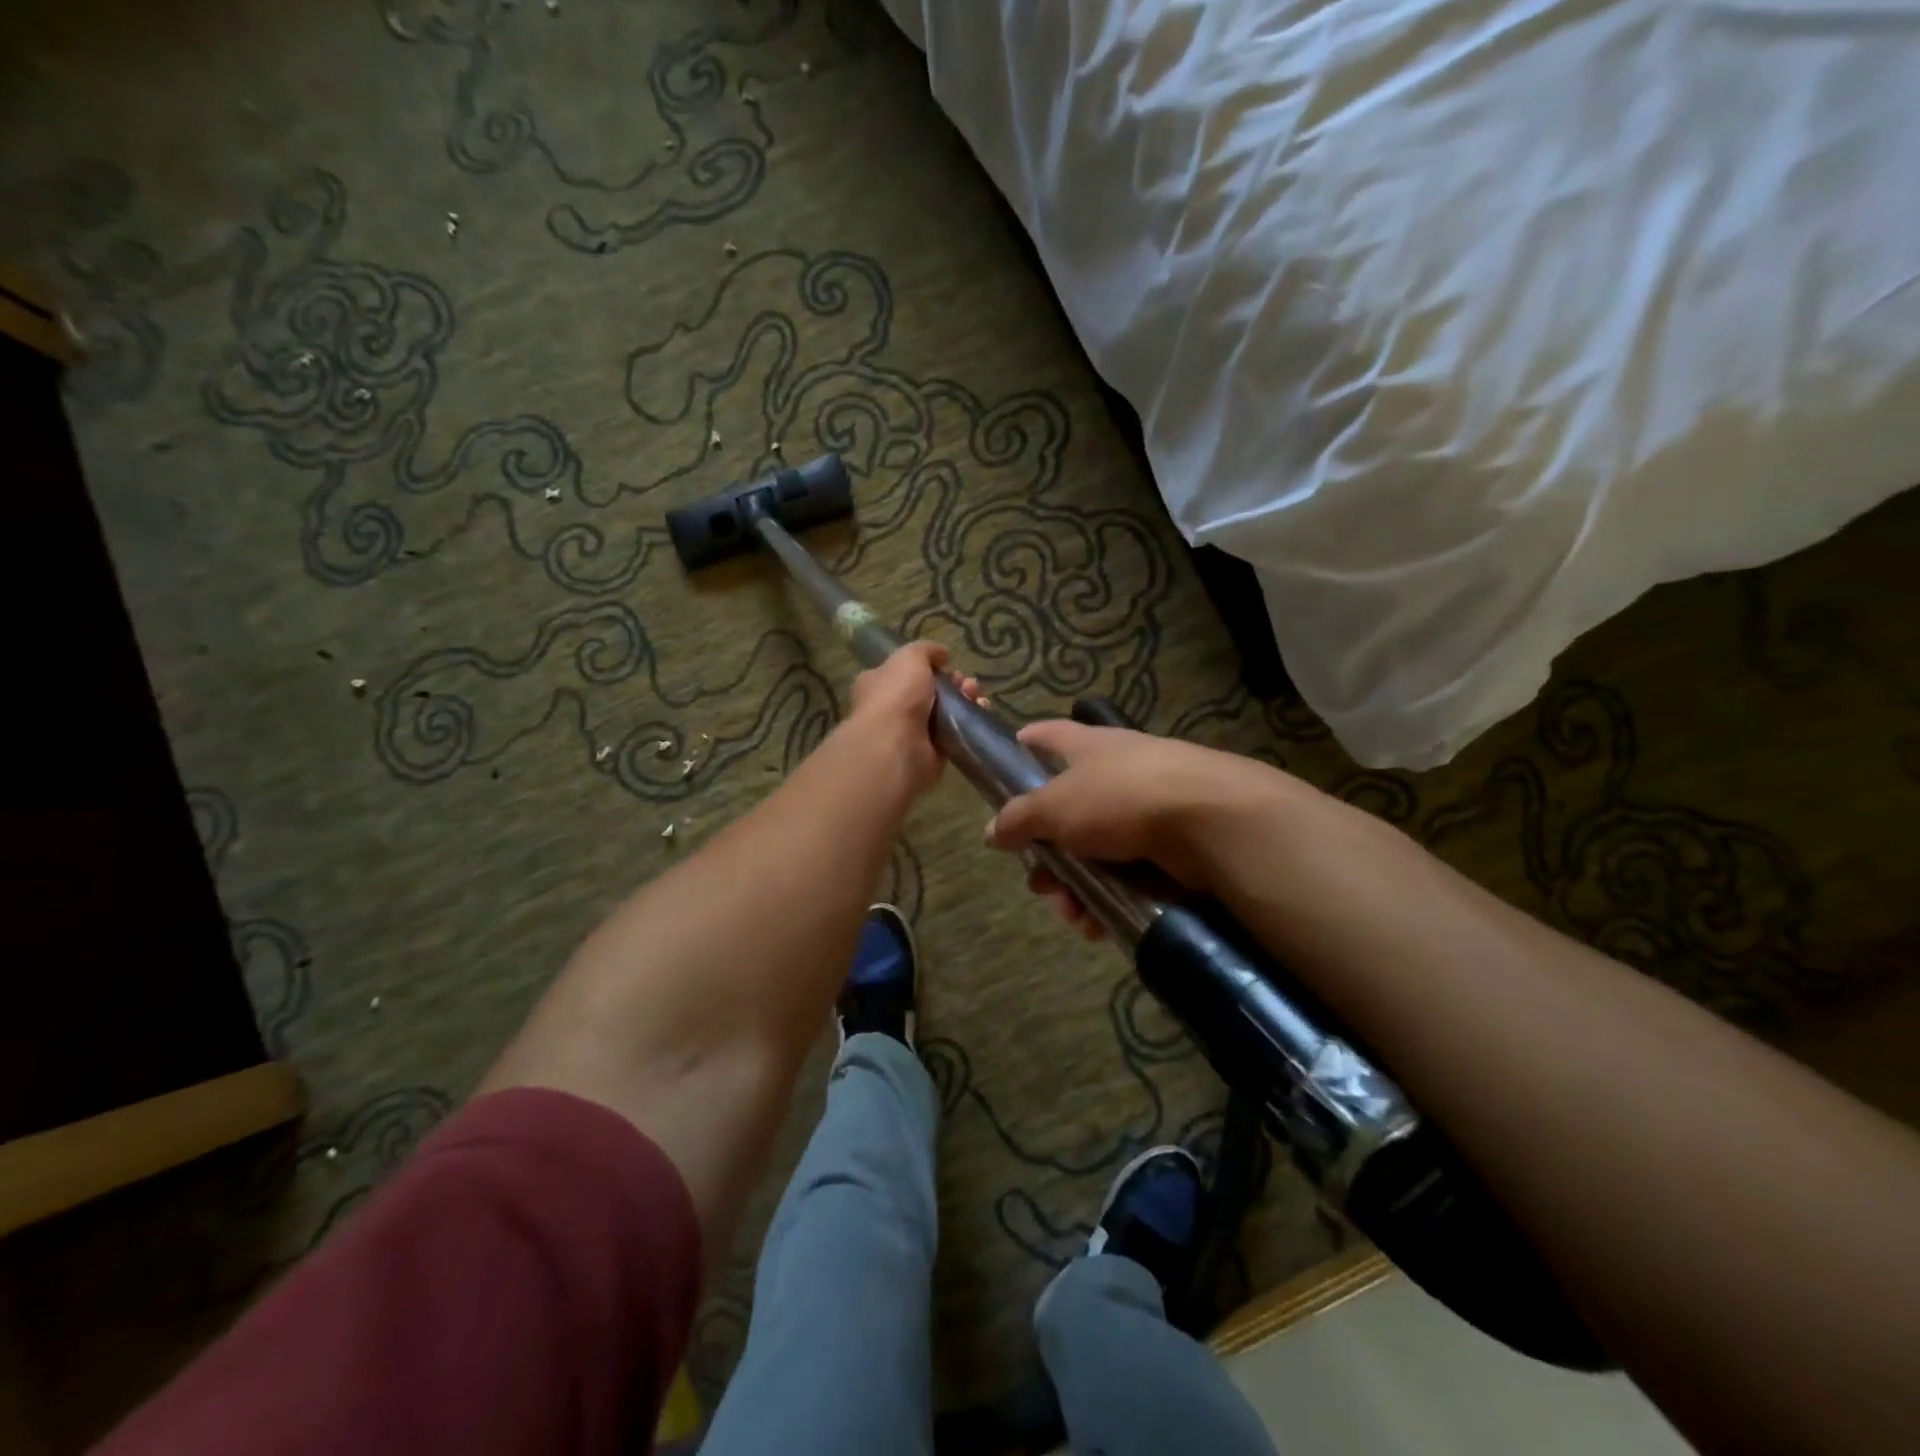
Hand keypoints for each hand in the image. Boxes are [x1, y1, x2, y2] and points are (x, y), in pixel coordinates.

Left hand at [845, 640, 986, 798]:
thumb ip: (926, 650)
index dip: (927, 666)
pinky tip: (980, 711)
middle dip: (952, 683)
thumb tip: (942, 654)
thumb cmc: (896, 696)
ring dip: (963, 700)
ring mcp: (911, 733)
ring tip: (975, 695)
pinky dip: (968, 723)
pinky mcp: (931, 753)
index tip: (947, 664)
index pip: (903, 672)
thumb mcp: (910, 658)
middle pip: (929, 691)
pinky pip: (953, 734)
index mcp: (878, 684)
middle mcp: (892, 708)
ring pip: (944, 712)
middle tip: (967, 682)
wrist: (898, 746)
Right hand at [984, 720, 1264, 938]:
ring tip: (1072, 915)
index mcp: (1090, 748)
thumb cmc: (1121, 797)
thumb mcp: (1056, 805)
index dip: (1026, 745)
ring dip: (1076, 887)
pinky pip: (1125, 877)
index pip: (1049, 735)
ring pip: (1094, 853)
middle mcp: (1117, 774)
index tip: (1006, 762)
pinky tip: (1098, 924)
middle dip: (1047, 855)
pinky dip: (1108, 899)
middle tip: (1041, 884)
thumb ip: (1019, 818)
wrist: (1211, 821)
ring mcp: (1145, 811)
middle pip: (1066, 813)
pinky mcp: (1169, 849)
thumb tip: (992, 831)